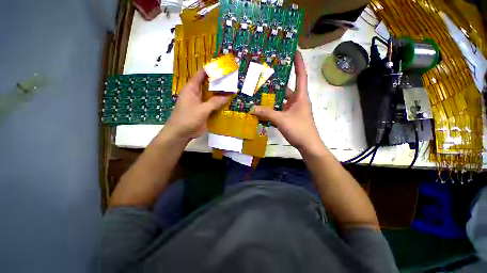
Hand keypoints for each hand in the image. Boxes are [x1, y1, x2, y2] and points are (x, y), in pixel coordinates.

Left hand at [161, 69, 229, 141]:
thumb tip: (228, 95)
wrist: (181, 134)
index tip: (222, 67)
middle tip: (231, 78)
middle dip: (218, 81)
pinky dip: (220, 103)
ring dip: (220, 93)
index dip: (211, 69)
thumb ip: (215, 102)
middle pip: (208, 84)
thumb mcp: (201, 110)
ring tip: (232, 89)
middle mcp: (196, 93)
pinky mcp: (204, 111)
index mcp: (191, 89)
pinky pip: (213, 104)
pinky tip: (228, 102)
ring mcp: (201, 103)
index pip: (201, 74)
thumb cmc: (187, 119)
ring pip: (211, 95)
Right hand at [253, 51, 323, 152]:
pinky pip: (279, 110)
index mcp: (300, 96)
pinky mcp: (290, 117)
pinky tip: (263, 109)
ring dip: (272, 98)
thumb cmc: (299, 129)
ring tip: (260, 92)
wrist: (308, 145)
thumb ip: (267, 113)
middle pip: (287, 88)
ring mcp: (293, 109)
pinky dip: (272, 109)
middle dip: (278, 82)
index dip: (299, 62)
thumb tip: (253, 108)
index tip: (294, 51)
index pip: (301, 75)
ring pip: (281, 100)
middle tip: (266, 75)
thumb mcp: (282, 120)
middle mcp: (297, 101)